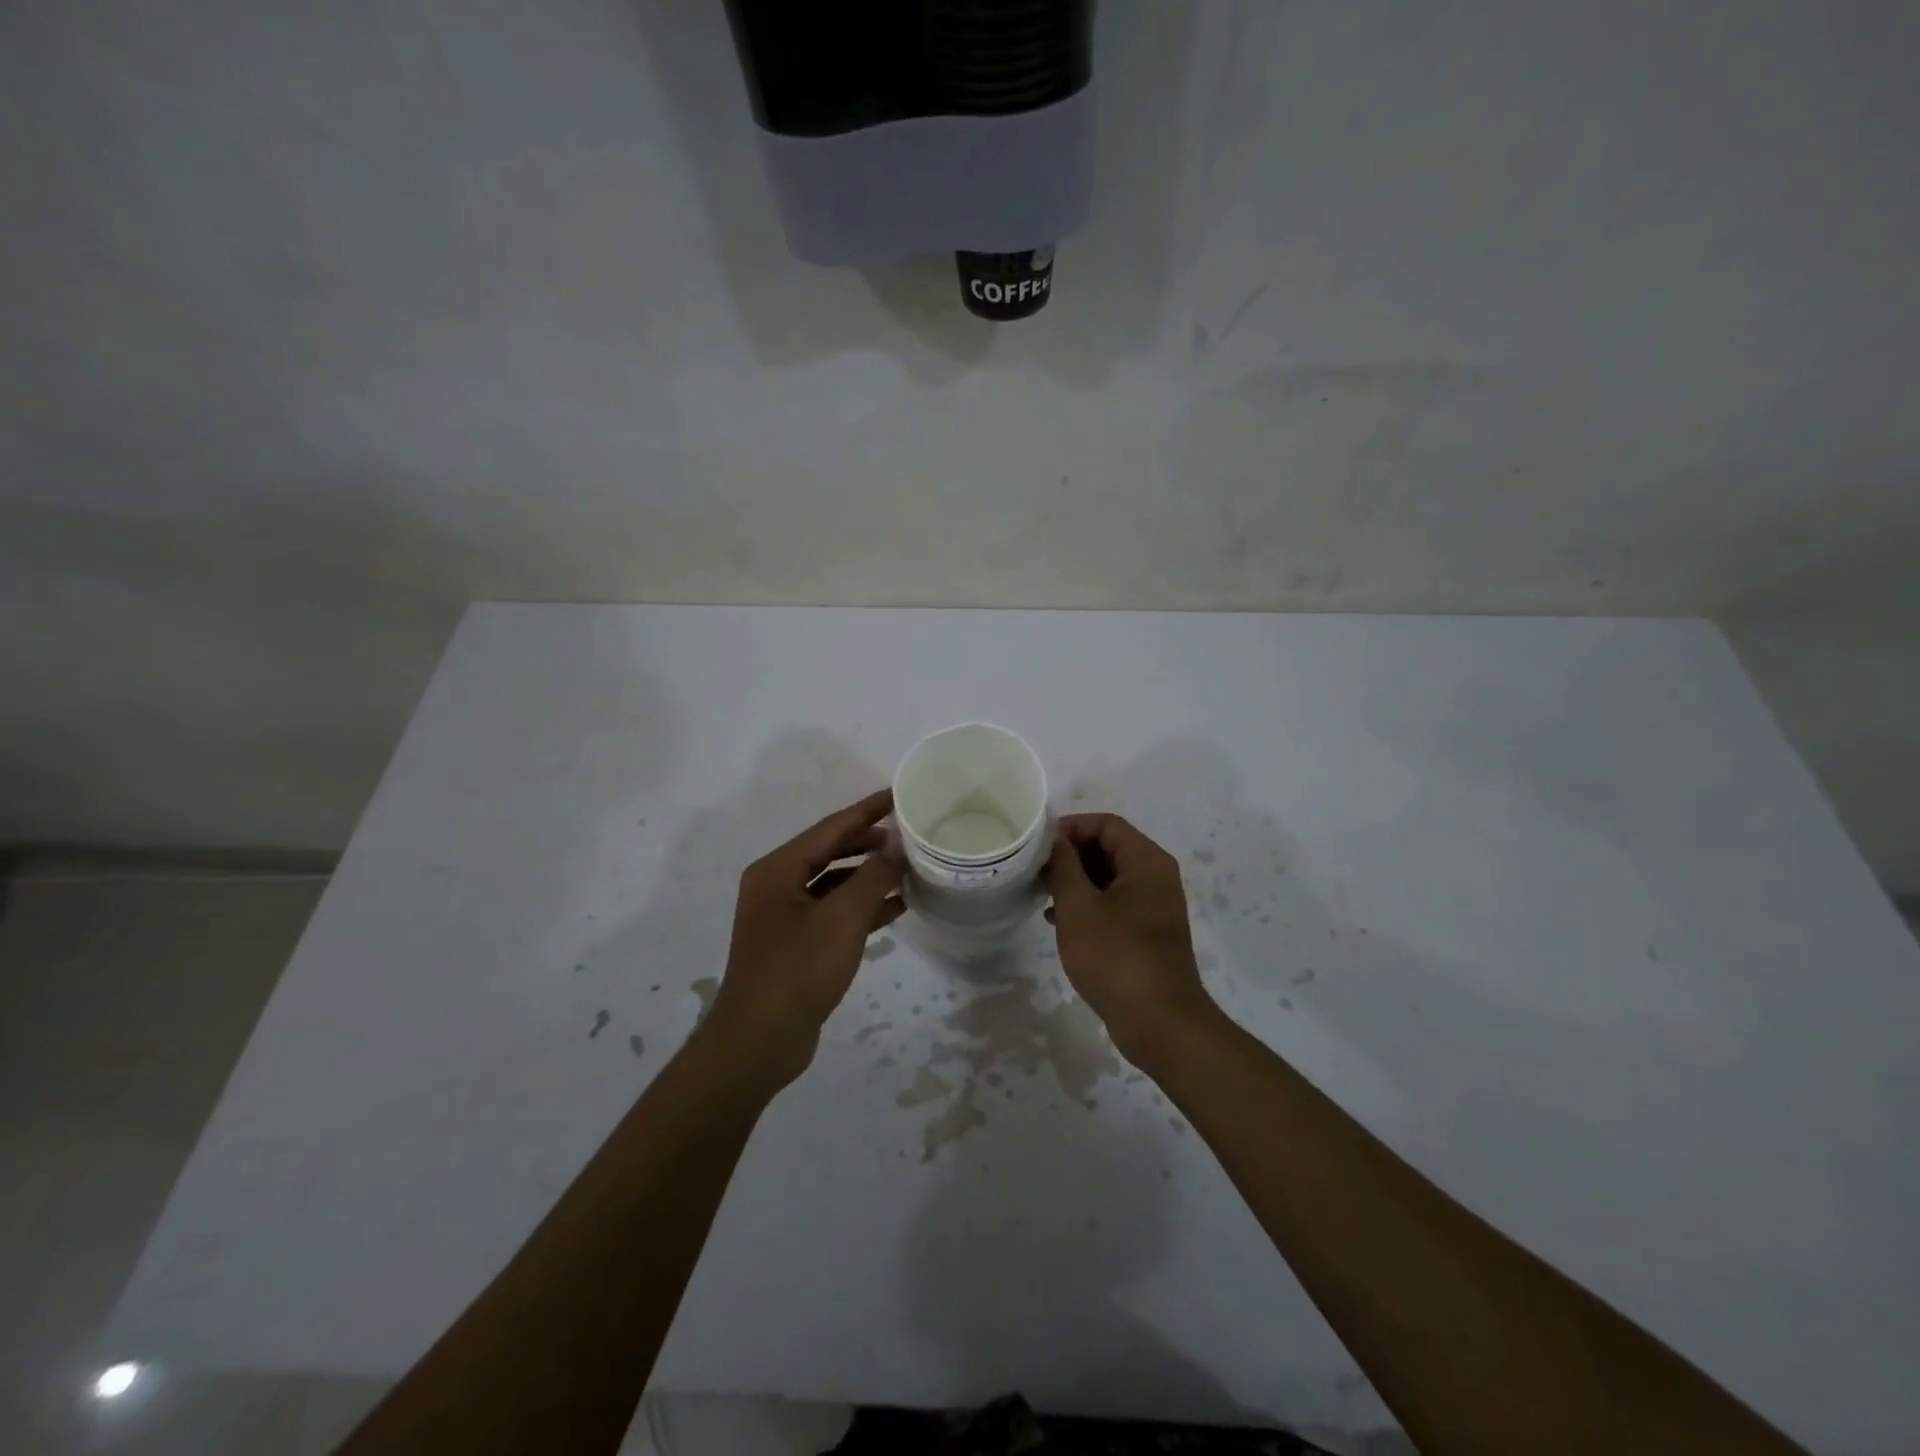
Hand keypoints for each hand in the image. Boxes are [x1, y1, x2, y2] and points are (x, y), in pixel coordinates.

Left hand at [707, 789, 905, 1090]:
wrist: (759, 1042)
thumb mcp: (843, 918)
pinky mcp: (796, 944)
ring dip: (869, 876)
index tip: (898, 794)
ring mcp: (784, 917)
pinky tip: (895, 908)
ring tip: (909, 869)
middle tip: (908, 834)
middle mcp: (776, 886)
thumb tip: (896, 846)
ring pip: (834, 883)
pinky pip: (833, 912)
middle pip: (830, 851)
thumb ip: (873, 876)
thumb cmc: (798, 970)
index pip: (830, 828)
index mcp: (778, 869)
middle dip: (869, 842)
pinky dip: (861, 907)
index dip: (867, 810)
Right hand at [1046, 813, 1216, 1061]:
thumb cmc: (1116, 957)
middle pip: (1109, 848)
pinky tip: (1056, 920)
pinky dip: (1087, 905)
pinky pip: (1114, 904)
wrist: (1159, 1022)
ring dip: (1076, 881)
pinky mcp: (1147, 933)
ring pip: (1109, 878)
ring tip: (1041, 892)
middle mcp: (1156, 877)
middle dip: (1071, 855)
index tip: (1039, 845)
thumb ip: (1064, 866)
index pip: (1106, 824)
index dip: (1071, 827)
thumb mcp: (1079, 907)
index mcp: (1146, 862)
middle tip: (1035, 869)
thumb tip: (1056, 840)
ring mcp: (1154, 907)